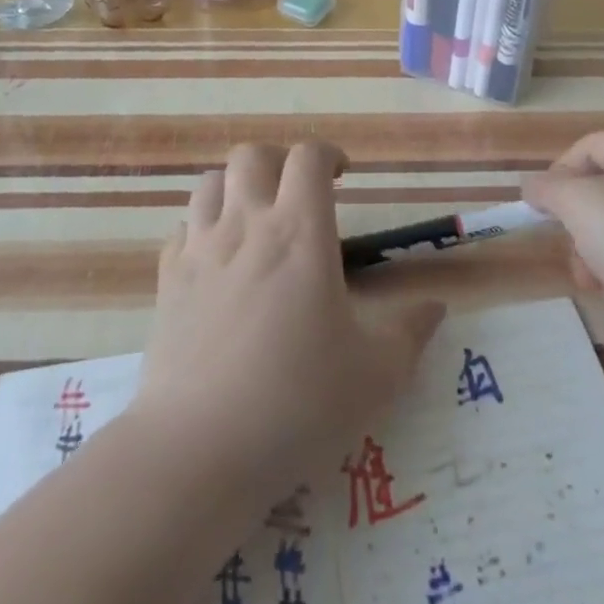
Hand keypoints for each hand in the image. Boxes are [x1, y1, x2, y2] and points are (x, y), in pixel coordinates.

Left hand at [134, 141, 444, 494]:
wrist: (197, 448)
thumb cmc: (297, 402)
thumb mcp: (377, 373)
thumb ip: (412, 332)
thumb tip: (436, 306)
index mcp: (299, 232)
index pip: (308, 157)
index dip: (328, 154)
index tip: (342, 177)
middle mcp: (246, 225)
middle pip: (252, 155)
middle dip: (279, 162)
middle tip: (298, 195)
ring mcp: (199, 250)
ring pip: (211, 183)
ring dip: (237, 188)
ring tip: (257, 220)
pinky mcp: (167, 282)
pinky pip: (183, 229)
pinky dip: (202, 229)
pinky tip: (218, 262)